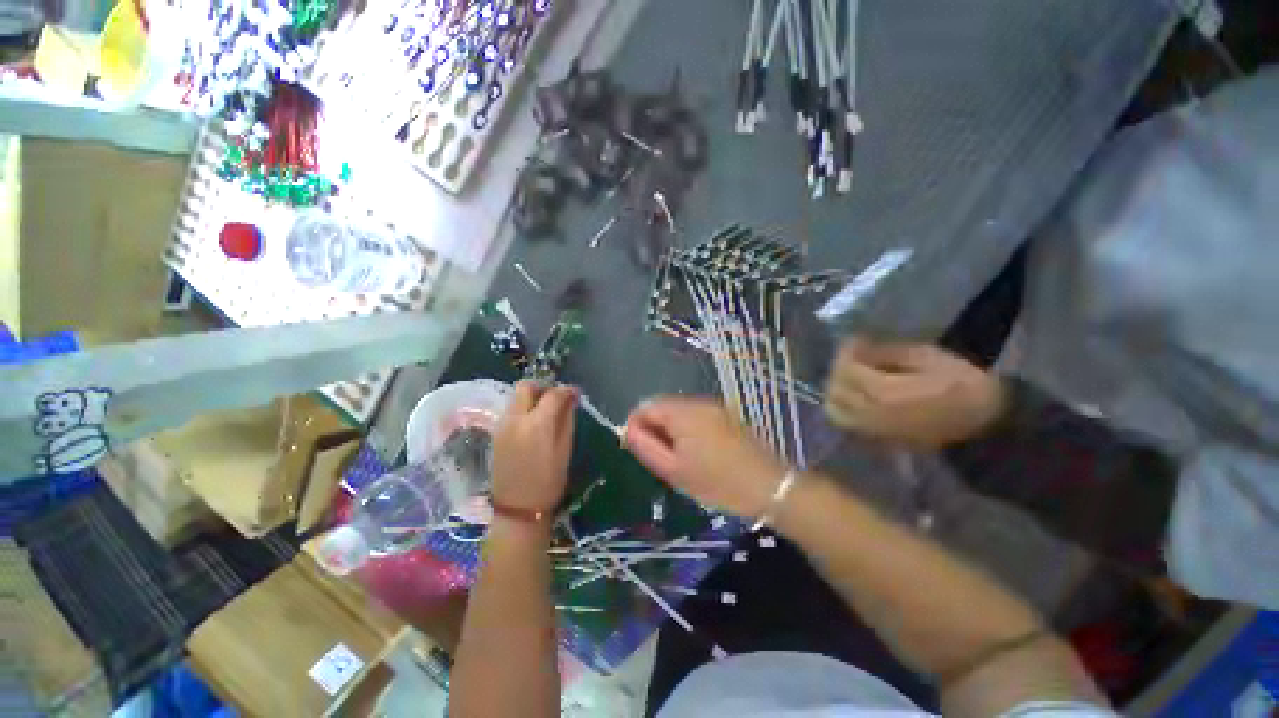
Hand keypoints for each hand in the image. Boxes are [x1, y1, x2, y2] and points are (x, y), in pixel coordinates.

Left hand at [491, 382, 576, 513]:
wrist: (518, 509)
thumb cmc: (548, 481)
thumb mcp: (565, 450)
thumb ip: (567, 420)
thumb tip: (571, 399)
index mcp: (536, 424)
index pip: (553, 394)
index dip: (566, 390)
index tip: (575, 393)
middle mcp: (515, 419)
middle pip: (526, 386)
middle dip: (543, 387)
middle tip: (556, 398)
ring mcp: (502, 425)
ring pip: (516, 397)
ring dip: (532, 397)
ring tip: (546, 411)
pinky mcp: (496, 433)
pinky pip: (511, 410)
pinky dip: (523, 408)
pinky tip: (533, 423)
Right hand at [625, 397, 785, 517]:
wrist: (769, 487)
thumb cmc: (717, 483)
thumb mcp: (674, 470)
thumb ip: (646, 446)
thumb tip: (629, 430)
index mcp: (683, 413)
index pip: (646, 407)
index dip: (636, 426)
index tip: (639, 450)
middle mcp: (698, 402)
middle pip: (663, 406)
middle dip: (655, 428)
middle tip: (660, 458)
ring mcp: (715, 407)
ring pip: (680, 411)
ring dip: (671, 429)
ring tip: (678, 458)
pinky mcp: (726, 415)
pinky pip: (696, 415)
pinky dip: (687, 429)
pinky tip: (697, 452)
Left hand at [823, 338, 1006, 447]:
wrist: (982, 423)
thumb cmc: (960, 383)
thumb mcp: (926, 356)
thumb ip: (886, 353)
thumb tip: (860, 348)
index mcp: (884, 392)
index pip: (847, 370)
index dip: (846, 352)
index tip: (855, 340)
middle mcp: (870, 413)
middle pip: (835, 389)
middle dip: (839, 369)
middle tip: (852, 356)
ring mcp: (871, 429)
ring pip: (833, 408)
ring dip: (835, 389)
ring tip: (851, 375)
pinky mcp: (876, 438)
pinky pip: (845, 422)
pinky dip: (841, 406)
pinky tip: (855, 394)